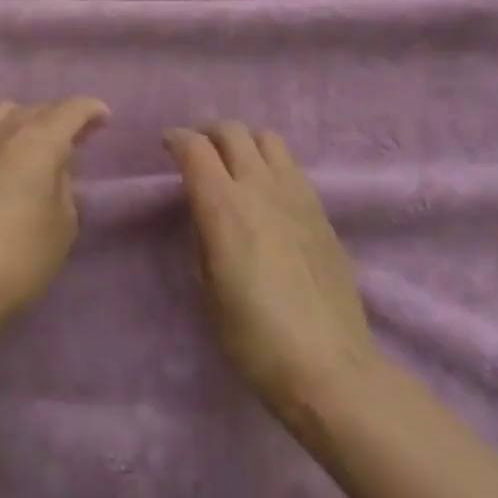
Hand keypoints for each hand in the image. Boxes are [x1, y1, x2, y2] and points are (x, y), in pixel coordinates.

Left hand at [0, 98, 109, 346]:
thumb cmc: (16, 257)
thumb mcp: (61, 226)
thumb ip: (64, 188)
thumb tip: (53, 171)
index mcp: (37, 140)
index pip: (69, 110)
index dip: (90, 110)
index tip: (104, 118)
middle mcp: (4, 132)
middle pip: (38, 109)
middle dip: (63, 117)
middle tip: (82, 136)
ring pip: (9, 115)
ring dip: (32, 122)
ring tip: (45, 146)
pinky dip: (10, 137)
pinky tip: (15, 165)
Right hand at [164, 122, 379, 422]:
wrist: (330, 368)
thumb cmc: (254, 337)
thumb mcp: (207, 288)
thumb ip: (202, 235)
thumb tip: (203, 211)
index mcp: (223, 204)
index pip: (194, 146)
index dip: (176, 139)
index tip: (167, 146)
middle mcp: (260, 186)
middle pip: (233, 130)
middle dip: (209, 134)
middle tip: (200, 153)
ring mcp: (296, 194)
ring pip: (268, 139)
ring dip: (246, 143)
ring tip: (238, 166)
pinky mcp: (322, 211)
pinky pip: (292, 166)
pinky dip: (272, 164)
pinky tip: (269, 193)